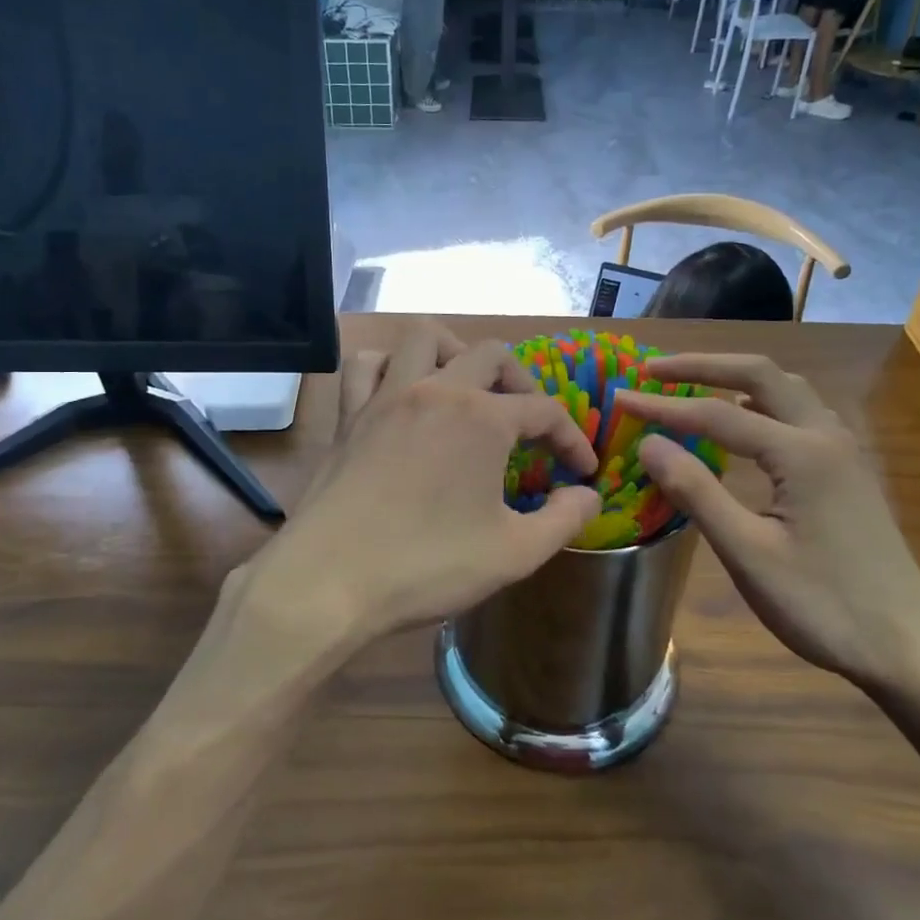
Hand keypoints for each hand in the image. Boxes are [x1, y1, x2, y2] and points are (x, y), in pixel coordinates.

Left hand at [239, 322, 599, 654]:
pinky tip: (401, 394)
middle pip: (491, 355)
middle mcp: (437, 391)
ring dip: (455, 353)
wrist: (330, 579)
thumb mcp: (515, 553)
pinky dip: (388, 367)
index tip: (582, 470)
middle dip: (523, 382)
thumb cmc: (428, 565)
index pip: (545, 410)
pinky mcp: (350, 415)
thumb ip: (564, 520)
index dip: (572, 439)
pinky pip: (366, 366)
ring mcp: (387, 397)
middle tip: (530, 423)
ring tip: (467, 389)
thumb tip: (589, 495)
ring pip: (425, 339)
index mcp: (482, 418)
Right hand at [619, 355, 919, 689]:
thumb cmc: (823, 605)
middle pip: (760, 374)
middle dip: (702, 365)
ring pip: (786, 389)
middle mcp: (825, 436)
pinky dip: (762, 401)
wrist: (908, 647)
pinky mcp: (848, 470)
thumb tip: (648, 443)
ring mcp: (843, 451)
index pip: (717, 415)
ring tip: (692, 385)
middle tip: (653, 370)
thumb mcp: (748, 553)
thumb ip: (696, 492)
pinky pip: (800, 412)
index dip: (663, 405)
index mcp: (801, 453)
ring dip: (735, 378)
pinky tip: (745, 421)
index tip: (620, 397)